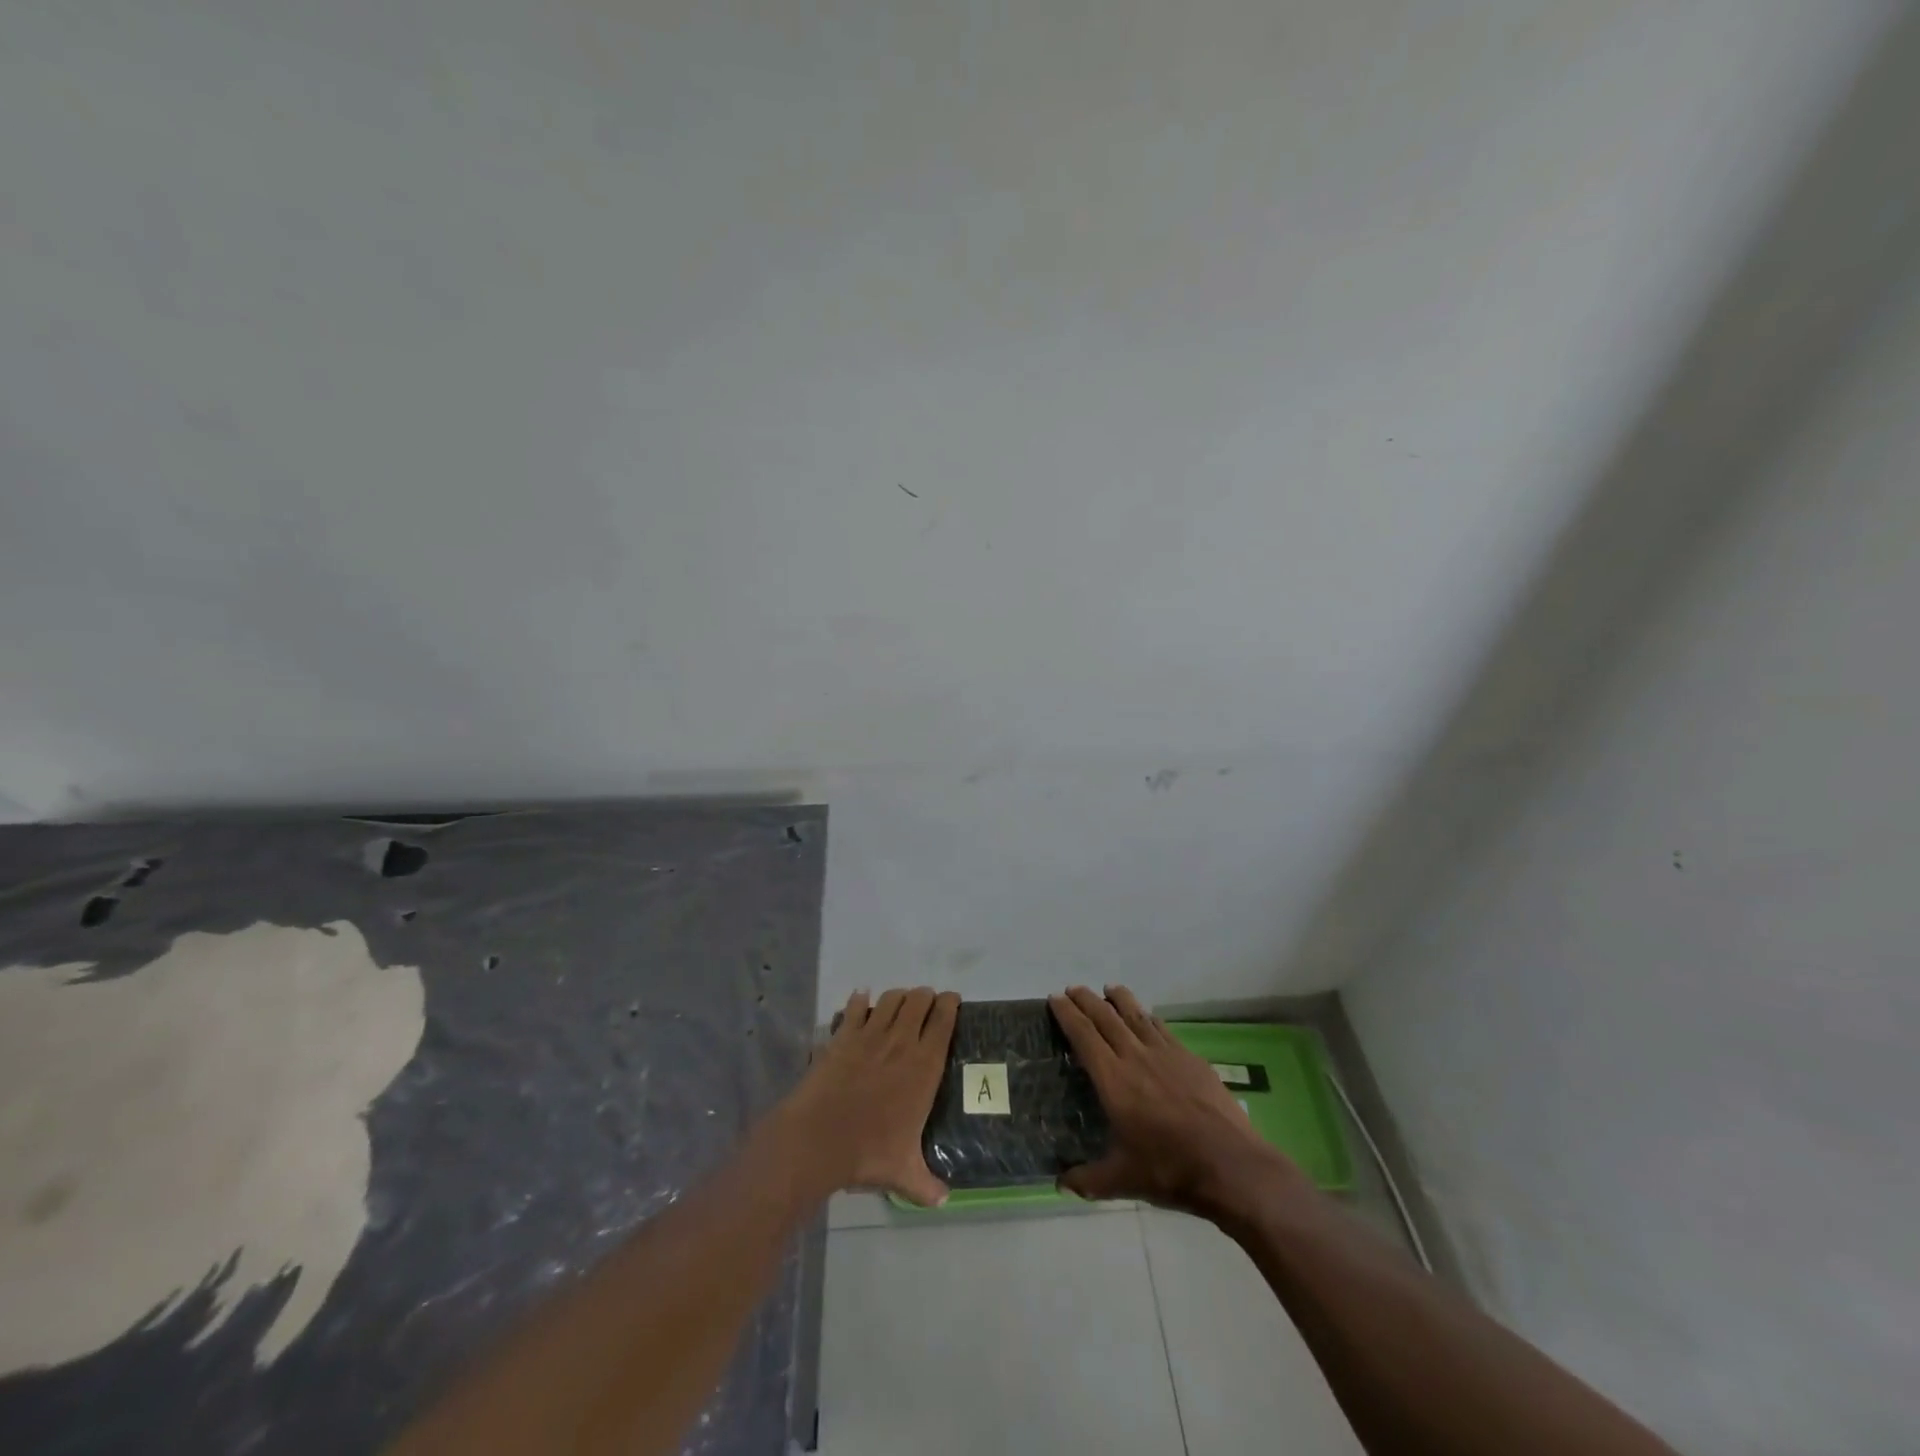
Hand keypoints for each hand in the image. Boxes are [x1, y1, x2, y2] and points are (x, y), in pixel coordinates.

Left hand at [776, 987, 958, 1207]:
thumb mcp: (903, 1173)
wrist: (818, 1139)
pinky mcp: (843, 1036)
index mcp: (924, 1066)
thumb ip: (926, 1184)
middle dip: (925, 997)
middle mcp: (901, 1042)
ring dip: (899, 996)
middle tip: (927, 1004)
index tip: (952, 1001)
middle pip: (919, 1000)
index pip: (944, 1021)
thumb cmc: (868, 1153)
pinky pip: (856, 1007)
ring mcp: (870, 1035)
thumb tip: (944, 1200)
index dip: (950, 1004)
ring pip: (891, 998)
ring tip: (900, 1002)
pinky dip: (860, 1000)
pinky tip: (861, 1000)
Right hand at [1050, 985, 1312, 1219]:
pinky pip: (1162, 1028)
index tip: (1055, 999)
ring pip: (1136, 1016)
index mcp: (1113, 1080)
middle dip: (1086, 1000)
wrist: (1230, 1165)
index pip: (1083, 1036)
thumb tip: (1059, 1184)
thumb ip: (1088, 1180)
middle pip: (1106, 1017)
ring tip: (1108, 989)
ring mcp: (1166, 1054)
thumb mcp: (1122, 1180)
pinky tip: (1146, 1016)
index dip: (1067, 1015)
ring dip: (1118, 999)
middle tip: (1072, 989)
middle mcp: (1135, 1057)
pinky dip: (1148, 1017)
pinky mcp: (1190, 1058)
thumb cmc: (1170, 1170)